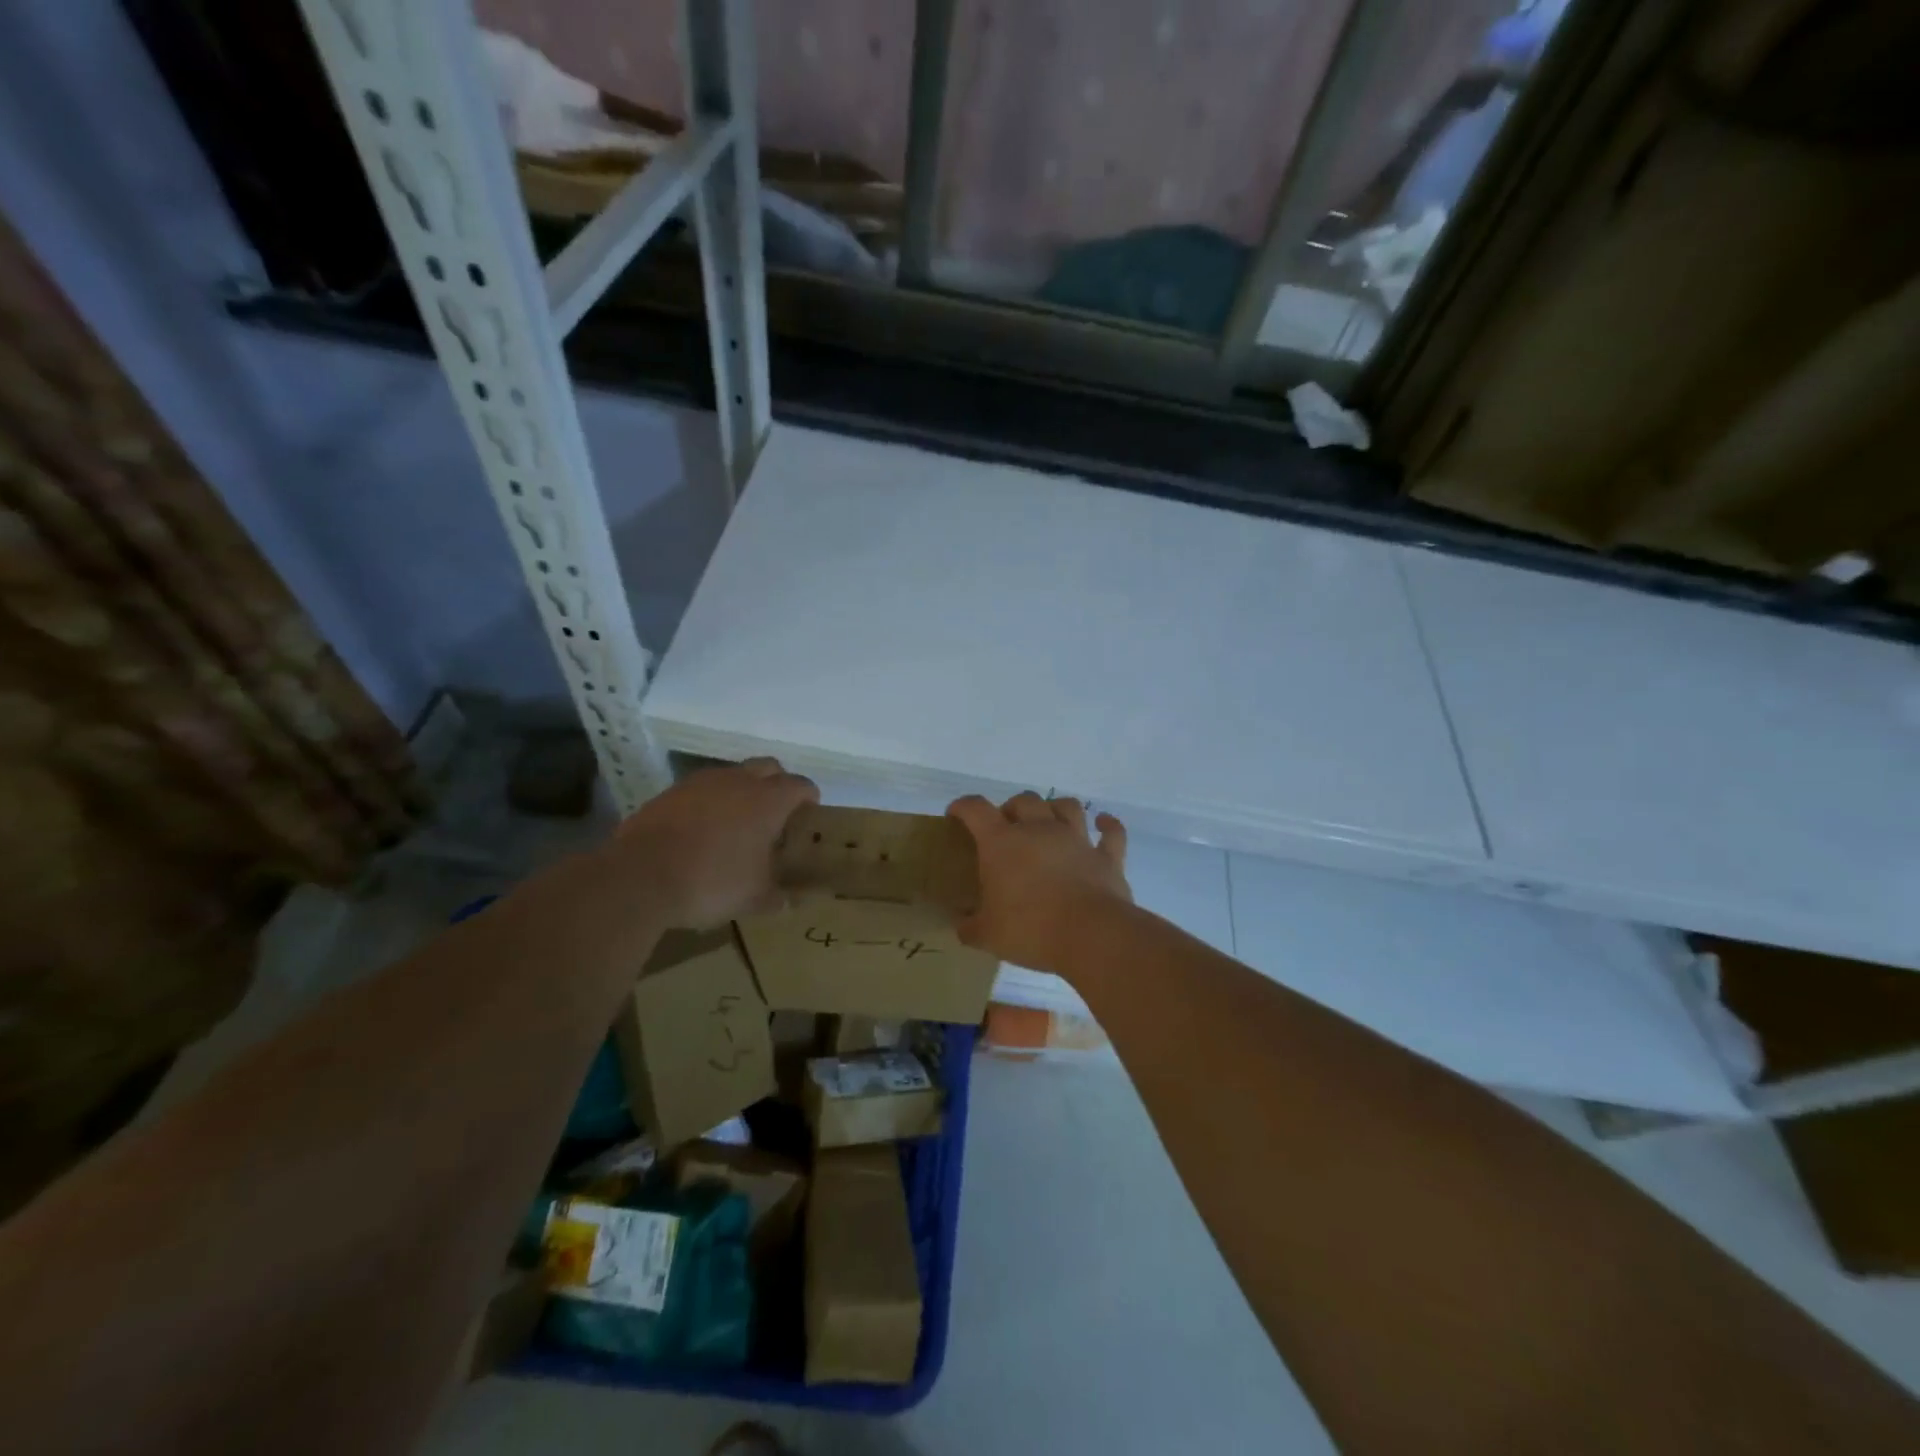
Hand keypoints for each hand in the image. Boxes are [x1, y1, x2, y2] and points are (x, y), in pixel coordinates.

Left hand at [618, 758, 818, 927]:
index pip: (800, 785)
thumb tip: (787, 901)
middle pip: (768, 767)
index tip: (810, 812)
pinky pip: (700, 790)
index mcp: (768, 801)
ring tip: (738, 822)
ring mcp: (700, 783)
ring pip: (732, 775)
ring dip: (741, 791)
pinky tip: (702, 830)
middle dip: (777, 783)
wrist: (640, 877)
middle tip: (777, 812)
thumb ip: (776, 896)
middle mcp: (738, 781)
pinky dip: (709, 802)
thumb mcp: (753, 898)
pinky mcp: (670, 793)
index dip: (808, 797)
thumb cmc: (712, 882)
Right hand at [947, 792, 1130, 972]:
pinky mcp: (1106, 856)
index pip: (976, 809)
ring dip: (1055, 807)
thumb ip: (971, 927)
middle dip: (1012, 808)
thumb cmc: (1030, 929)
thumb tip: (962, 926)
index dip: (963, 806)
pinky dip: (1107, 824)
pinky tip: (1103, 822)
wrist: (1091, 935)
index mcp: (1002, 843)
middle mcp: (1039, 830)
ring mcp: (1076, 840)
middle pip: (1025, 800)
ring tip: (1049, 818)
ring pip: (1066, 806)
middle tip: (1006, 827)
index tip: (956, 814)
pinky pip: (1111, 832)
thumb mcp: (988, 935)